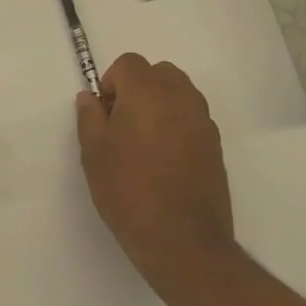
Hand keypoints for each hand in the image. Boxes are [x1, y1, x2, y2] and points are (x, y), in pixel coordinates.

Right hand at [76, 54, 235, 293]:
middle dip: (139, 87)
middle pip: (159, 72)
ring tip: (145, 141)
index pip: (129, 63)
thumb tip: (90, 98)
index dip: (112, 82)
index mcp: (147, 92)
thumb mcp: (93, 153)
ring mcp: (203, 122)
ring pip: (180, 93)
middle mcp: (180, 98)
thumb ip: (89, 117)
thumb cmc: (128, 191)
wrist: (182, 241)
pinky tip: (165, 160)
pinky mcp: (216, 147)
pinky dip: (178, 125)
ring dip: (161, 104)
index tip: (105, 113)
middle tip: (123, 122)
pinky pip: (193, 118)